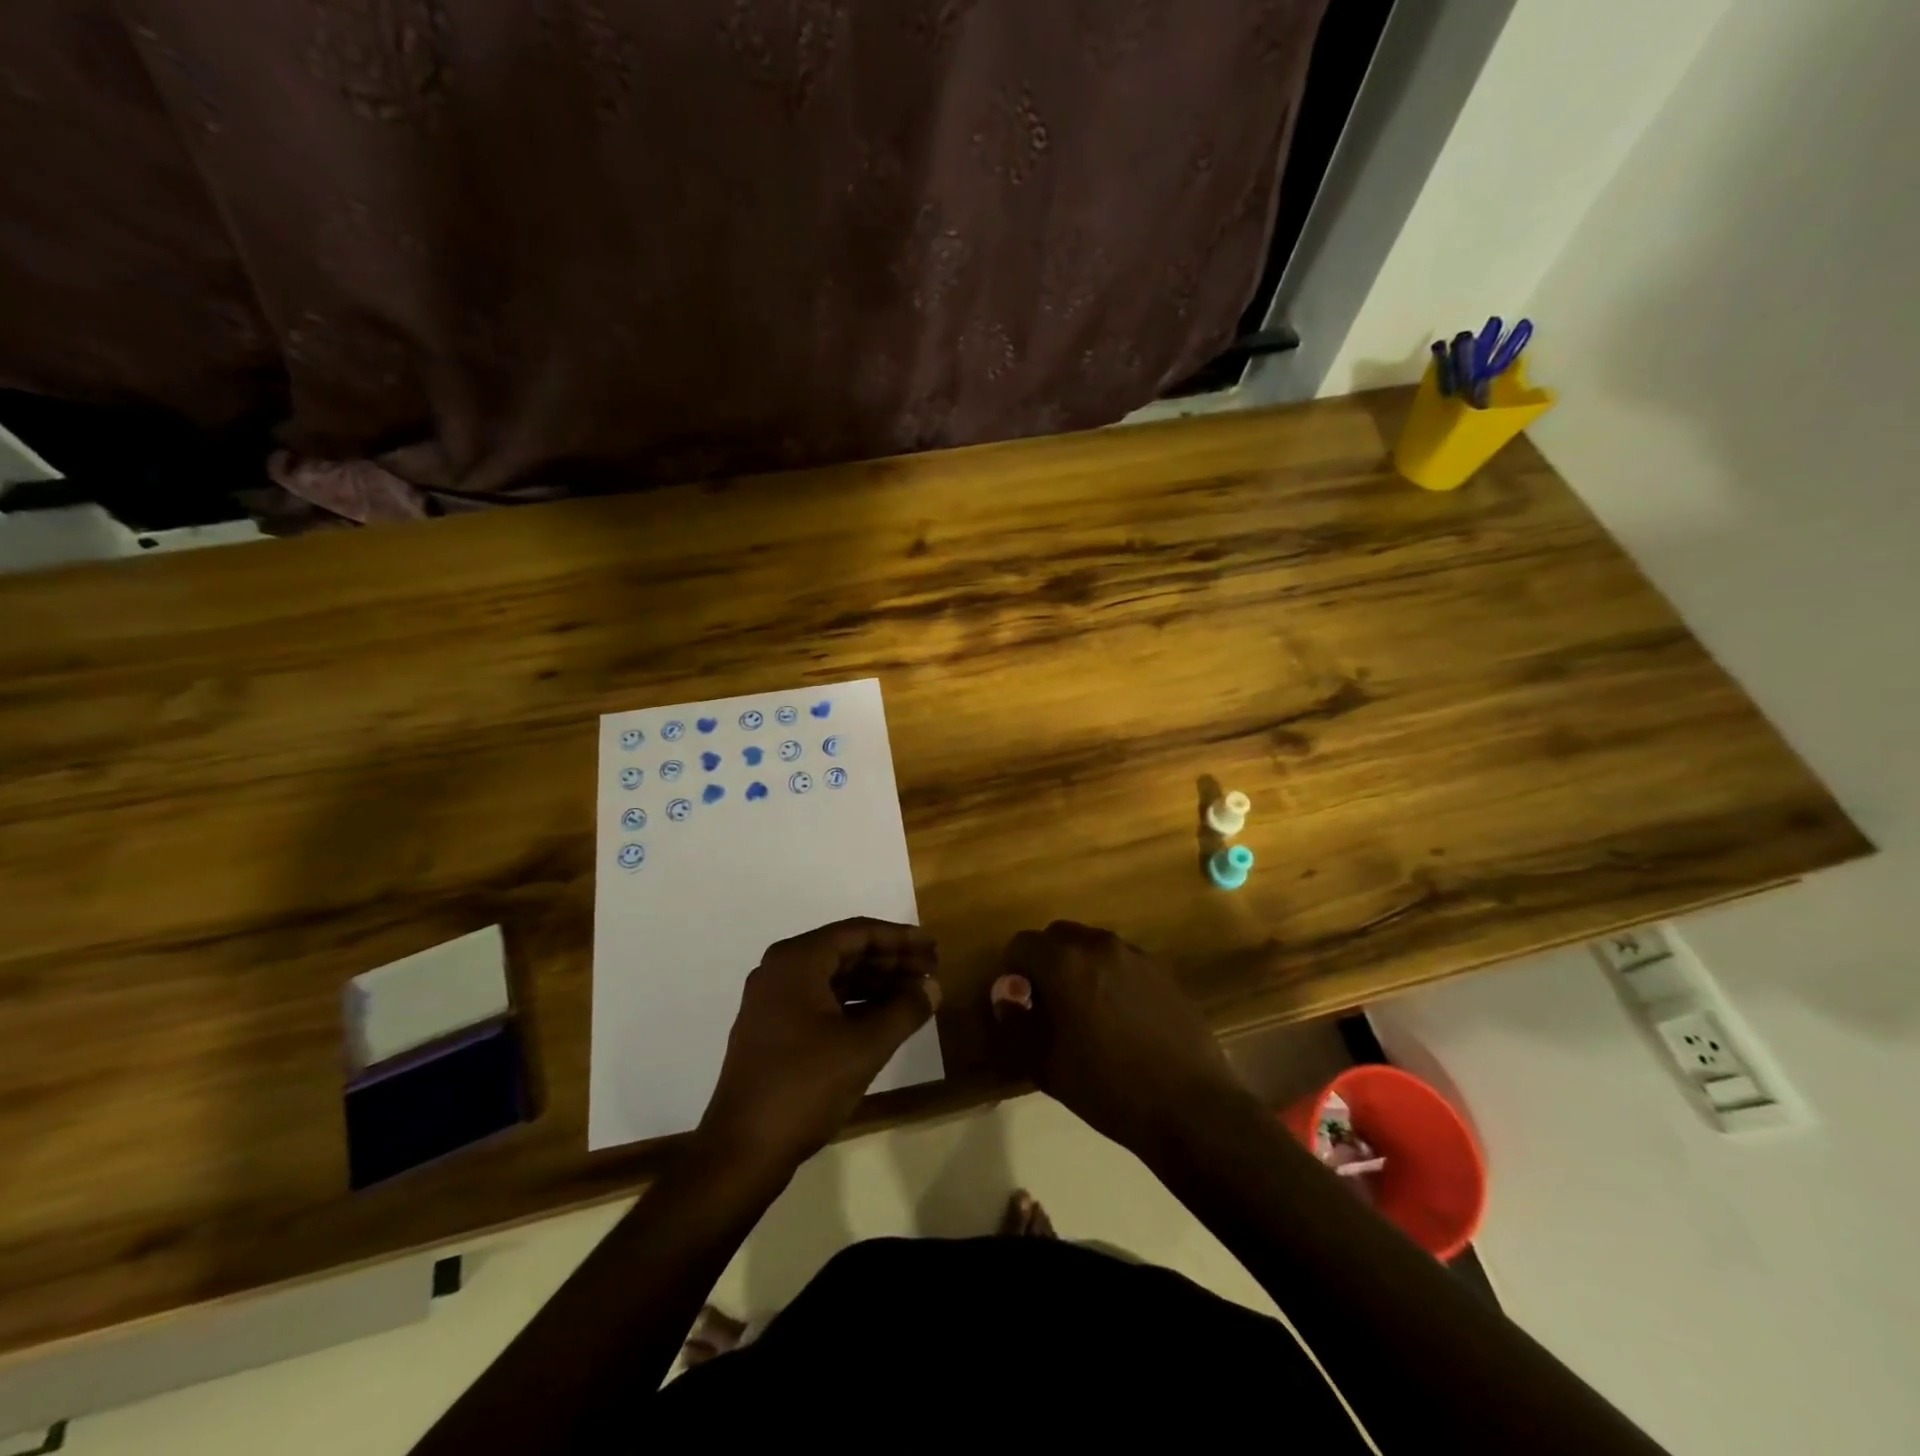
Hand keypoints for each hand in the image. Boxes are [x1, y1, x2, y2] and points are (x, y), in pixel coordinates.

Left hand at [698, 918, 940, 1172]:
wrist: (742, 1151)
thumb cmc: (804, 1087)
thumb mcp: (864, 1047)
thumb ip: (904, 1010)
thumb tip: (933, 986)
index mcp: (797, 961)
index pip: (857, 932)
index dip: (900, 938)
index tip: (933, 946)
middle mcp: (781, 971)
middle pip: (846, 952)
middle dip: (891, 961)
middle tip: (932, 970)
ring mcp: (773, 1001)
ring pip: (835, 978)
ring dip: (876, 983)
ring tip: (916, 994)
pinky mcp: (773, 1030)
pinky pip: (822, 1001)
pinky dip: (855, 1004)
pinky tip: (885, 1018)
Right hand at [990, 921, 1253, 1158]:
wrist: (1191, 1106)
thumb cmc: (1109, 1089)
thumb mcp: (1048, 1065)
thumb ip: (1018, 1022)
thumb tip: (1005, 993)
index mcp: (1065, 964)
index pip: (1022, 944)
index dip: (1013, 970)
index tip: (1018, 1002)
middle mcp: (1099, 946)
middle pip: (1058, 936)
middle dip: (1045, 961)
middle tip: (1048, 1003)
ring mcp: (1136, 955)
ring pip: (1092, 945)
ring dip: (1078, 965)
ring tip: (1086, 1010)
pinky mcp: (1163, 970)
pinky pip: (1122, 960)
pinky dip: (1109, 975)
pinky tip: (1120, 1017)